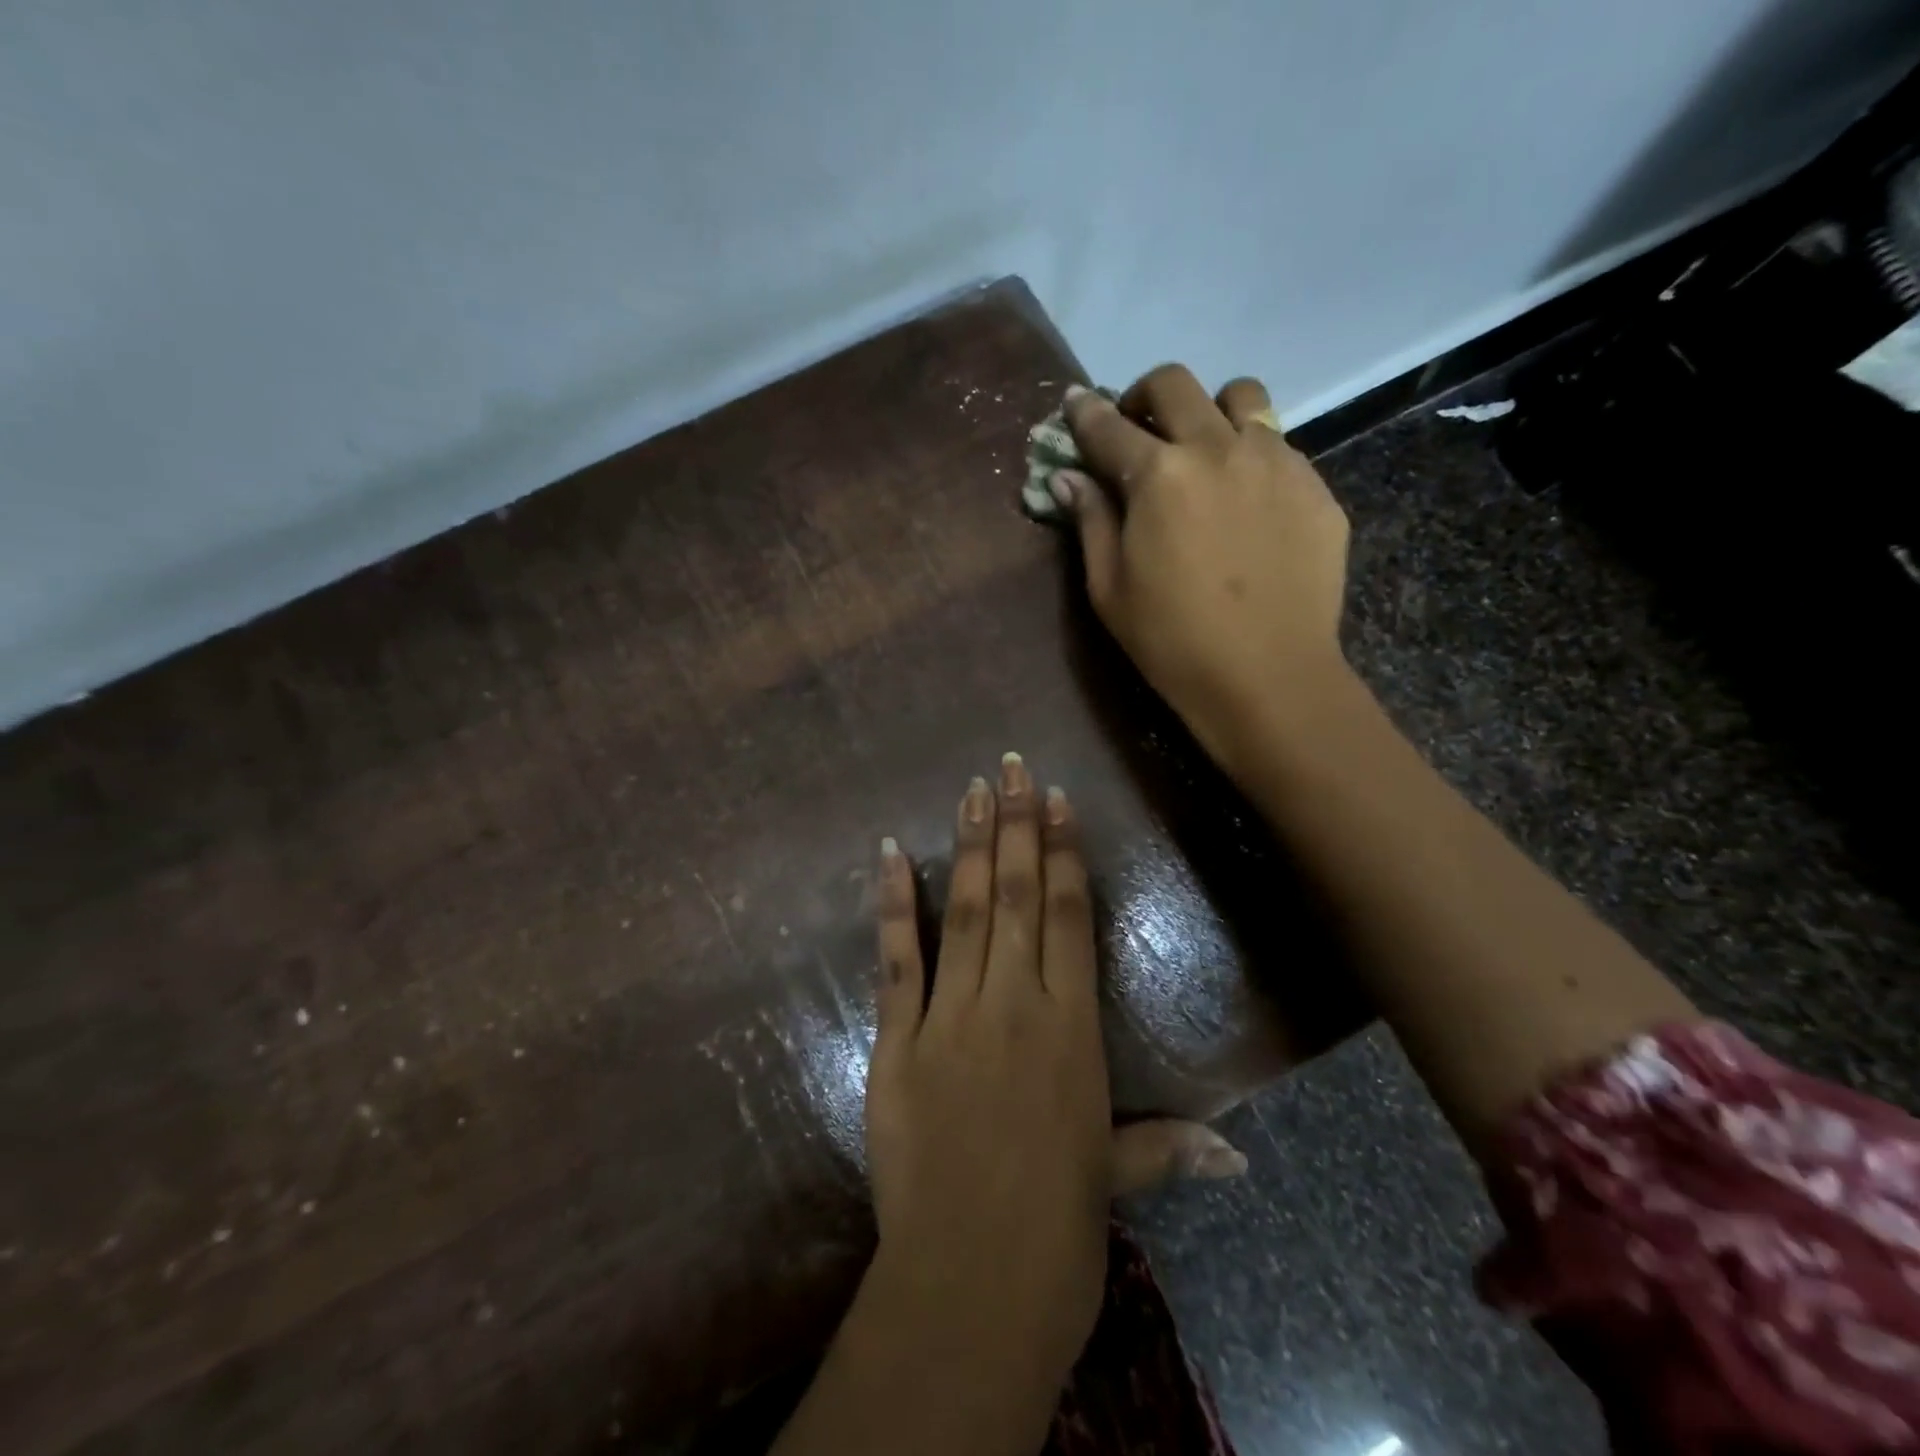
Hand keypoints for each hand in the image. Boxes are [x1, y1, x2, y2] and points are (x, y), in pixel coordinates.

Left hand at [865, 756, 1246, 1381]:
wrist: (971, 1287)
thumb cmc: (1056, 1231)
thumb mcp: (1114, 1178)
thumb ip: (1169, 1148)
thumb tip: (1239, 1158)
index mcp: (1071, 1029)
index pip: (1068, 916)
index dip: (1062, 853)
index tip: (1055, 800)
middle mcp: (1015, 1004)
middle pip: (1018, 896)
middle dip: (1014, 826)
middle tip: (1009, 768)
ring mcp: (952, 1017)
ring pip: (967, 912)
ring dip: (970, 846)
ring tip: (971, 790)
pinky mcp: (897, 1040)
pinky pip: (897, 959)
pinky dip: (893, 902)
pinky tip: (890, 852)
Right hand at [1053, 365, 1353, 771]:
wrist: (1268, 677)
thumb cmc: (1171, 641)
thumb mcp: (1109, 589)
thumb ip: (1090, 522)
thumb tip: (1068, 478)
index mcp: (1158, 476)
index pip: (1108, 427)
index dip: (1084, 413)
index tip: (1073, 401)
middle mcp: (1217, 449)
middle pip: (1175, 385)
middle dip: (1144, 394)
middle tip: (1136, 425)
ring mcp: (1275, 461)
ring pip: (1242, 397)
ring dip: (1210, 410)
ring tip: (1203, 449)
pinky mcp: (1315, 486)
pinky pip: (1279, 445)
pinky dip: (1251, 455)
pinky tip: (1246, 501)